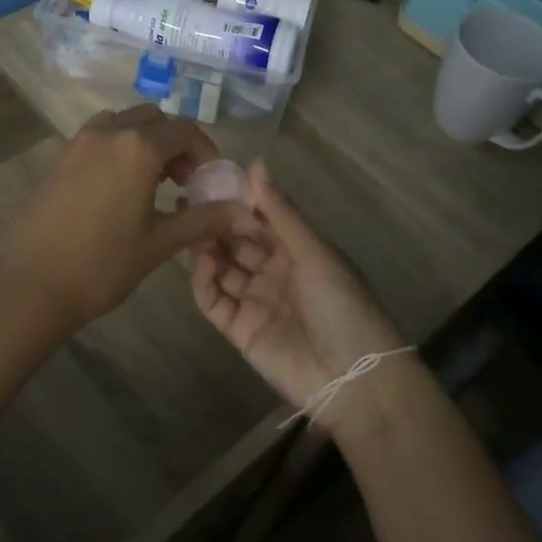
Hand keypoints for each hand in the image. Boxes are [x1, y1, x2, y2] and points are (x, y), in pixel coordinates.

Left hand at [0, 105, 251, 340]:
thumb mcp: (160, 242)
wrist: (32, 283)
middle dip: (176, 143)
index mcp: (138, 146)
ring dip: (145, 141)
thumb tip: (247, 213)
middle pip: (154, 119)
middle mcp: (109, 132)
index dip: (206, 152)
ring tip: (153, 183)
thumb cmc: (102, 264)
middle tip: (184, 182)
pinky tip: (119, 188)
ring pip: (123, 123)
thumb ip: (205, 220)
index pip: (185, 131)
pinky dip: (119, 147)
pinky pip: (99, 136)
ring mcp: (79, 141)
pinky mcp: (60, 157)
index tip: (210, 181)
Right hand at [191, 161, 404, 420]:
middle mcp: (273, 272)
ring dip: (206, 247)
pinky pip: (213, 300)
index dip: (238, 200)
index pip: (261, 219)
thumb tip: (255, 164)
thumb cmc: (342, 304)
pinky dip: (203, 281)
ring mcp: (254, 301)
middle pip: (237, 241)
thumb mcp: (315, 252)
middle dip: (216, 221)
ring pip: (222, 267)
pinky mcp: (238, 329)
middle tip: (188, 200)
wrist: (353, 378)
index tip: (210, 179)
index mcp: (297, 251)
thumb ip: (280, 212)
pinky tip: (201, 261)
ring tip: (188, 226)